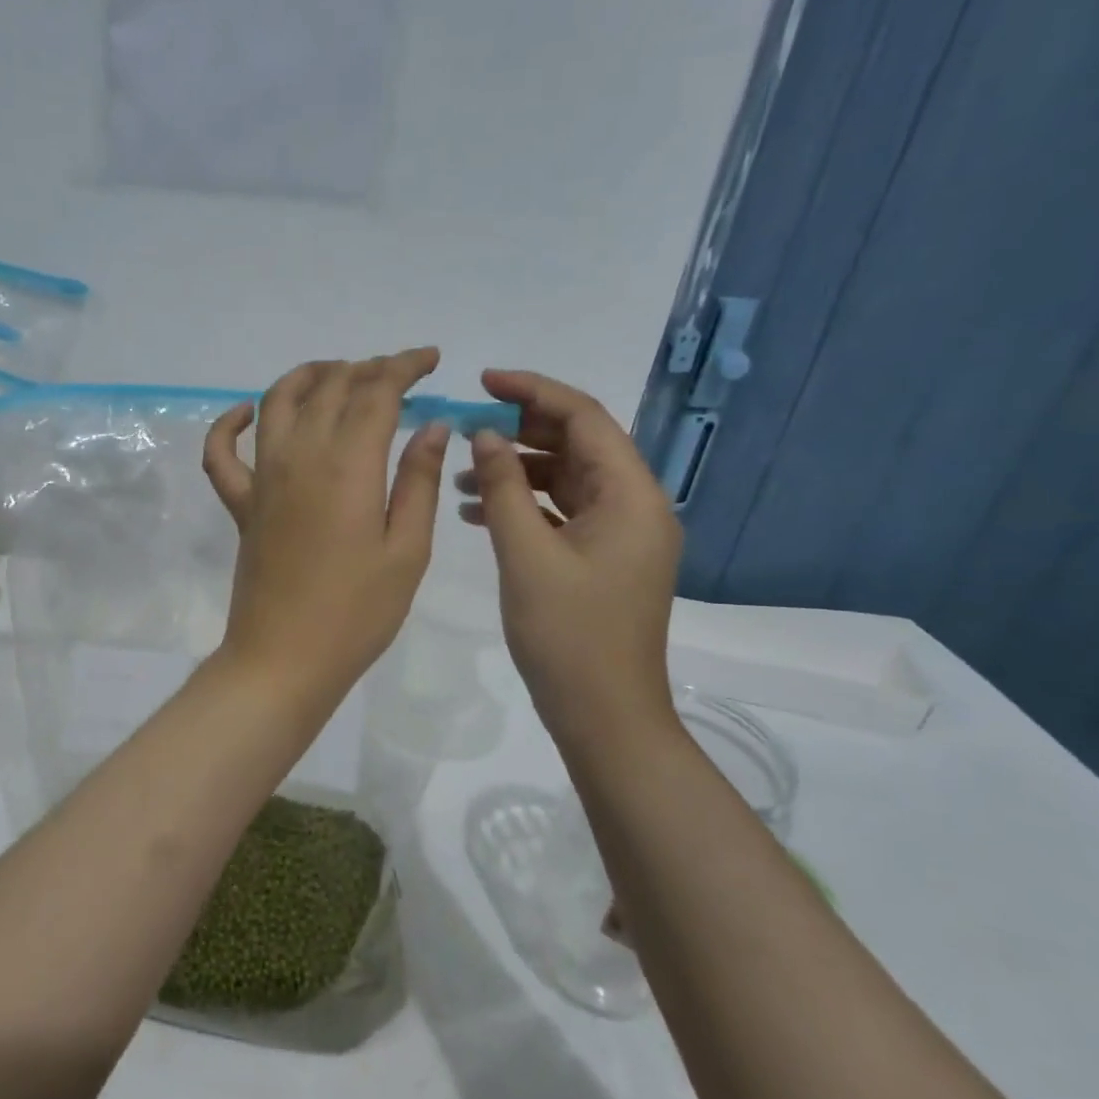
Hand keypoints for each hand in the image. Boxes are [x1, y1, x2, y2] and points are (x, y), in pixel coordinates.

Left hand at [203, 349, 449, 705]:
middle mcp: (300, 456)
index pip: (376, 392)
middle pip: (329, 388)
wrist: (284, 659)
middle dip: (365, 369)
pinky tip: (246, 414)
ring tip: (336, 375)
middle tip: (396, 375)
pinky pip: (221, 453)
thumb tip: (433, 427)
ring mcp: (262, 478)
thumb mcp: (407, 551)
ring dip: (307, 377)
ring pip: (276, 402)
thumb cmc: (357, 613)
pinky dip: (228, 424)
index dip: (403, 367)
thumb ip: (418, 481)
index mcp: (348, 465)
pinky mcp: (240, 504)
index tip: (429, 360)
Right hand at [457, 369, 682, 745]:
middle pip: (578, 445)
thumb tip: (485, 434)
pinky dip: (525, 505)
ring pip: (567, 480)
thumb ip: (503, 487)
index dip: (534, 392)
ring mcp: (622, 535)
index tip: (483, 382)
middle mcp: (636, 506)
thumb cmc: (569, 634)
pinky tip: (479, 512)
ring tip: (462, 476)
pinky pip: (563, 514)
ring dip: (517, 471)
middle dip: (522, 431)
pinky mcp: (604, 559)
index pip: (585, 418)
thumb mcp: (527, 555)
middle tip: (467, 428)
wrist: (604, 715)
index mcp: (632, 495)